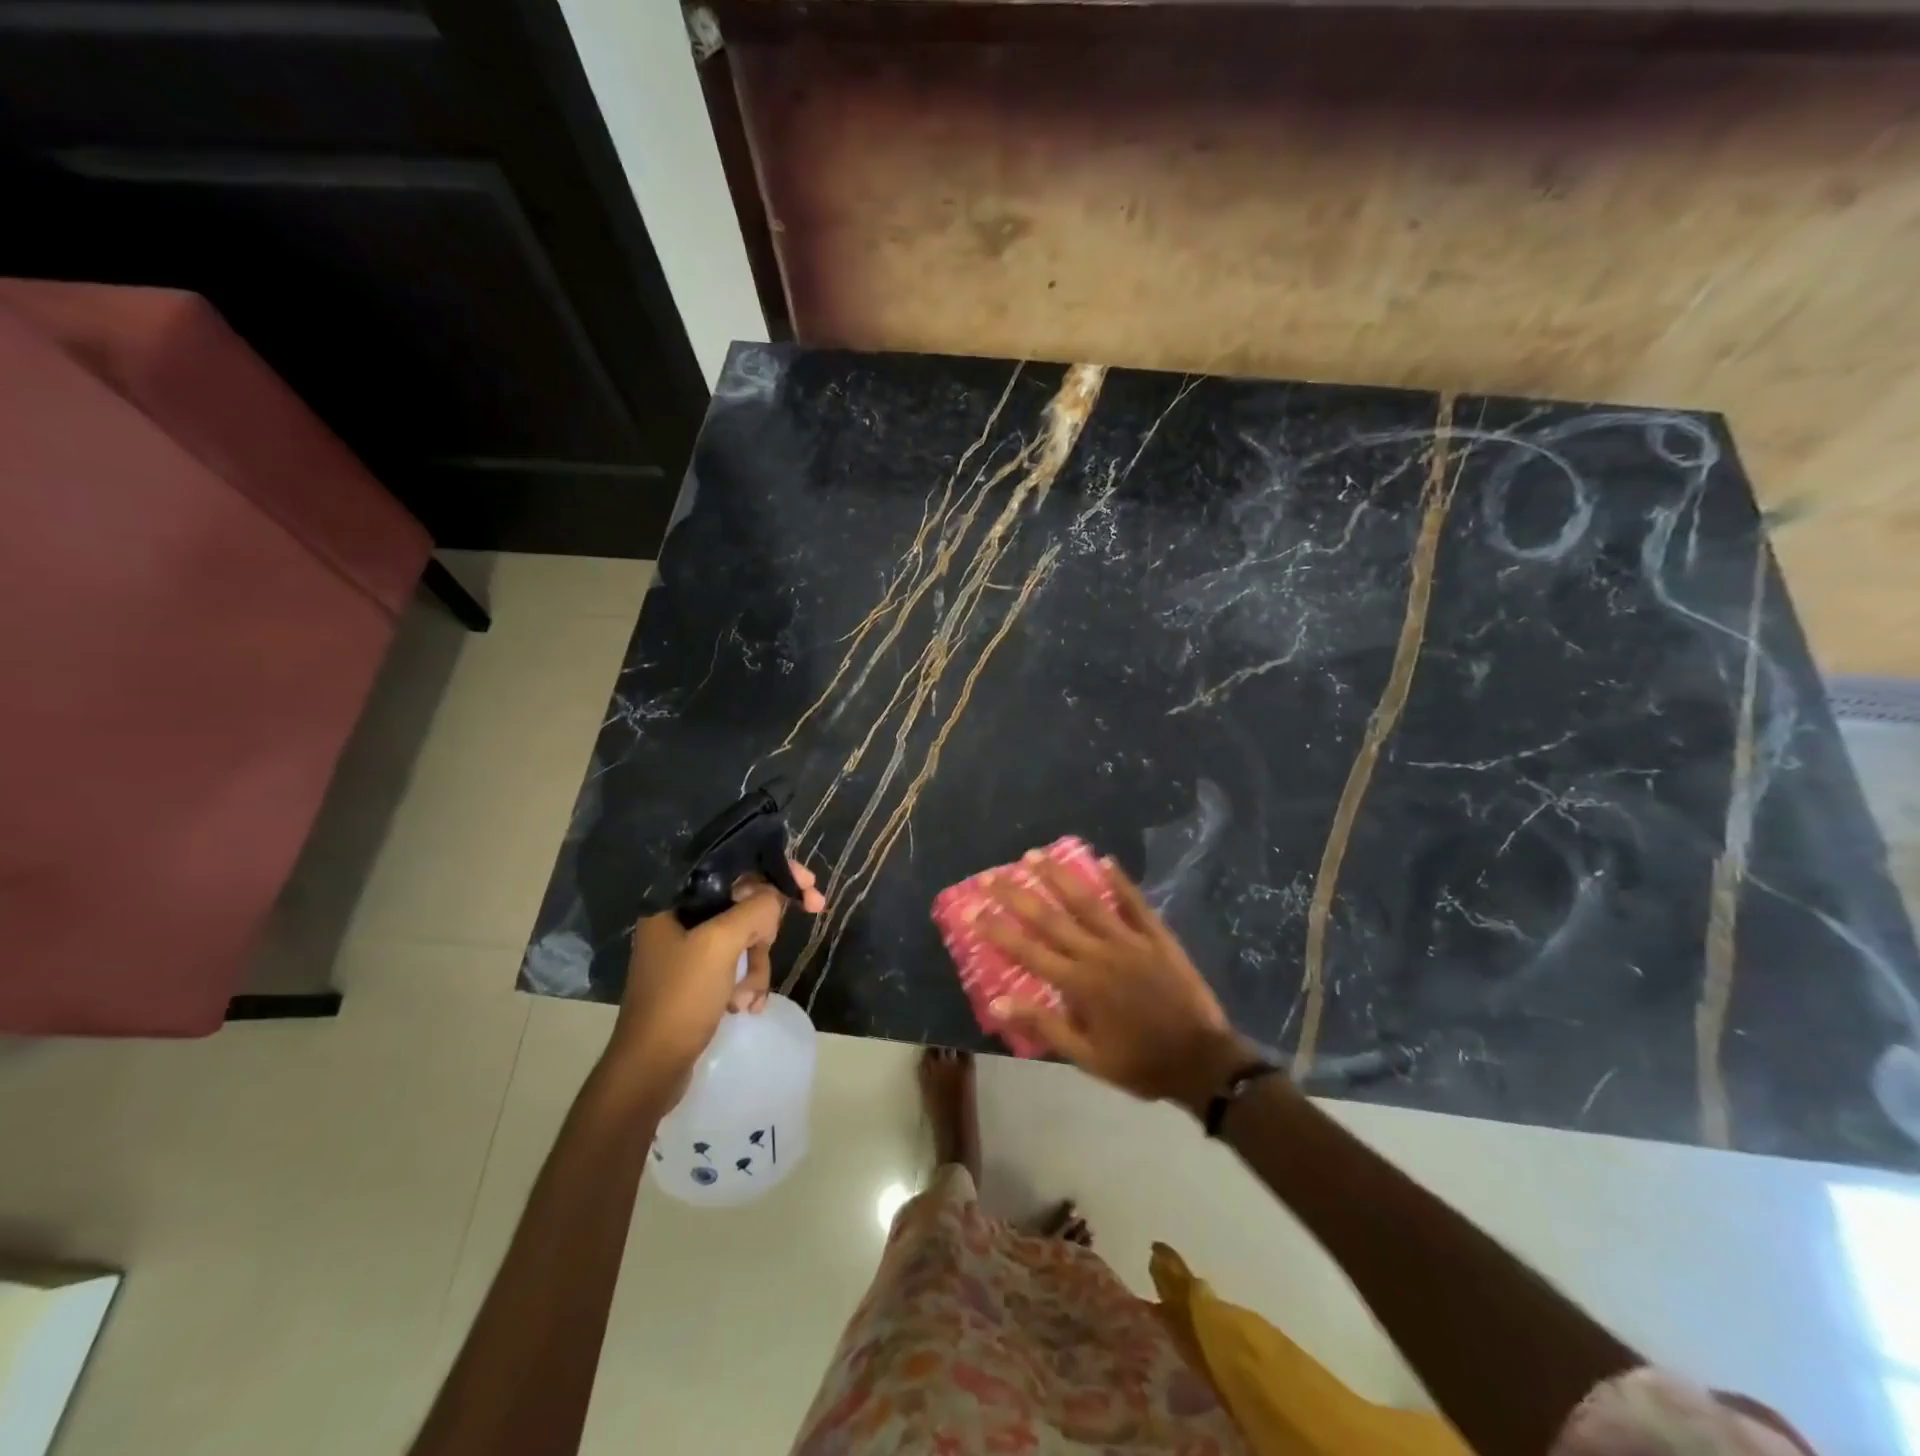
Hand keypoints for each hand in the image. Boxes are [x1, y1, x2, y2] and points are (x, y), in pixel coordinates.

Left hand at [612, 860, 824, 1091]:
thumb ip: (754, 909)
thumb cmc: (680, 999)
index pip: (733, 868)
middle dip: (769, 925)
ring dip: (757, 965)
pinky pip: (736, 965)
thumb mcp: (721, 945)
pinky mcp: (697, 978)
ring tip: (748, 996)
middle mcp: (680, 919)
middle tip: (810, 916)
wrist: (650, 1070)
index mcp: (676, 900)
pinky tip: (745, 1007)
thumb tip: (775, 899)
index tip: (809, 885)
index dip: (775, 870)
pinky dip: (747, 983)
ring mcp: (688, 950)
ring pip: (745, 937)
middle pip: (743, 902)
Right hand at [980, 854, 1249, 1109]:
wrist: (1203, 1061)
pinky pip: (1135, 903)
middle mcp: (1099, 954)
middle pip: (1050, 918)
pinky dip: (1120, 881)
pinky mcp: (1157, 937)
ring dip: (1059, 875)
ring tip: (1034, 855)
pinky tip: (1104, 859)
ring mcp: (1130, 941)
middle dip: (1017, 894)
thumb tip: (998, 1003)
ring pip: (1087, 901)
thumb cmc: (1140, 1062)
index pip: (1027, 950)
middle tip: (991, 874)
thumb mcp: (1087, 1057)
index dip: (997, 929)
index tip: (972, 909)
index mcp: (1079, 984)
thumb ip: (1044, 1026)